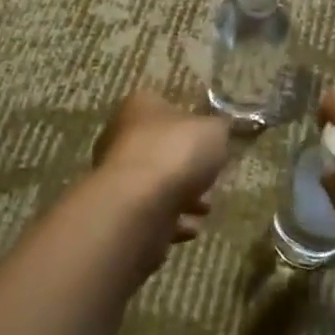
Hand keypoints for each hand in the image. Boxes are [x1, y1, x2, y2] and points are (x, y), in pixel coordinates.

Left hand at [91, 89, 231, 259]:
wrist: (138, 205)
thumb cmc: (176, 153)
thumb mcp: (214, 130)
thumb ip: (219, 128)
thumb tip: (218, 131)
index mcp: (140, 107)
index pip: (168, 109)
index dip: (193, 127)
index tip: (212, 145)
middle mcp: (120, 137)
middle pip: (163, 150)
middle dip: (189, 168)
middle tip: (212, 180)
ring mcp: (116, 176)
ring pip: (157, 184)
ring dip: (184, 198)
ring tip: (205, 209)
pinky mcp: (119, 211)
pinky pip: (150, 213)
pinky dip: (171, 221)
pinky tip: (190, 228)